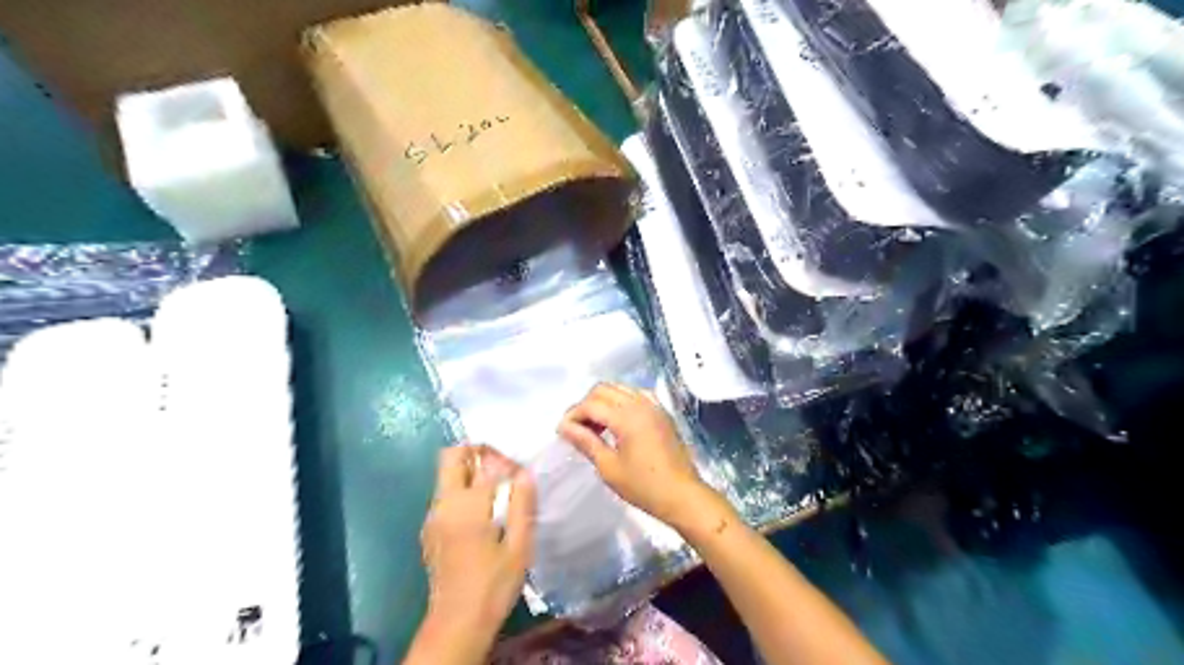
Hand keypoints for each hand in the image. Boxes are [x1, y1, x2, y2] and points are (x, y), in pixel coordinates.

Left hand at [419, 447, 535, 648]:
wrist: (457, 624)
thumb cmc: (493, 586)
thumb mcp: (519, 546)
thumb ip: (522, 505)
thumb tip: (524, 473)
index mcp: (468, 506)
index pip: (486, 464)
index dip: (506, 460)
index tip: (521, 471)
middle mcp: (444, 504)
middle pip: (451, 457)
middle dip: (476, 451)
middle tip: (501, 464)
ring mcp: (433, 517)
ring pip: (446, 475)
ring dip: (469, 470)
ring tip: (497, 487)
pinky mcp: (430, 530)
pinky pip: (444, 495)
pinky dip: (462, 488)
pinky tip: (483, 510)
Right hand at [557, 384, 716, 528]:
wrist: (682, 494)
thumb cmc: (643, 486)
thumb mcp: (609, 467)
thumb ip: (586, 442)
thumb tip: (564, 427)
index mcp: (626, 417)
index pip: (591, 404)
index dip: (572, 415)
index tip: (562, 431)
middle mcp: (640, 403)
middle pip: (604, 389)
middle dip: (586, 404)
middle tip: (577, 428)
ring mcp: (654, 405)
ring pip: (620, 388)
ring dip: (603, 401)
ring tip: (595, 425)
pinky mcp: (662, 412)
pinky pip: (636, 394)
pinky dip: (622, 400)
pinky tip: (617, 420)